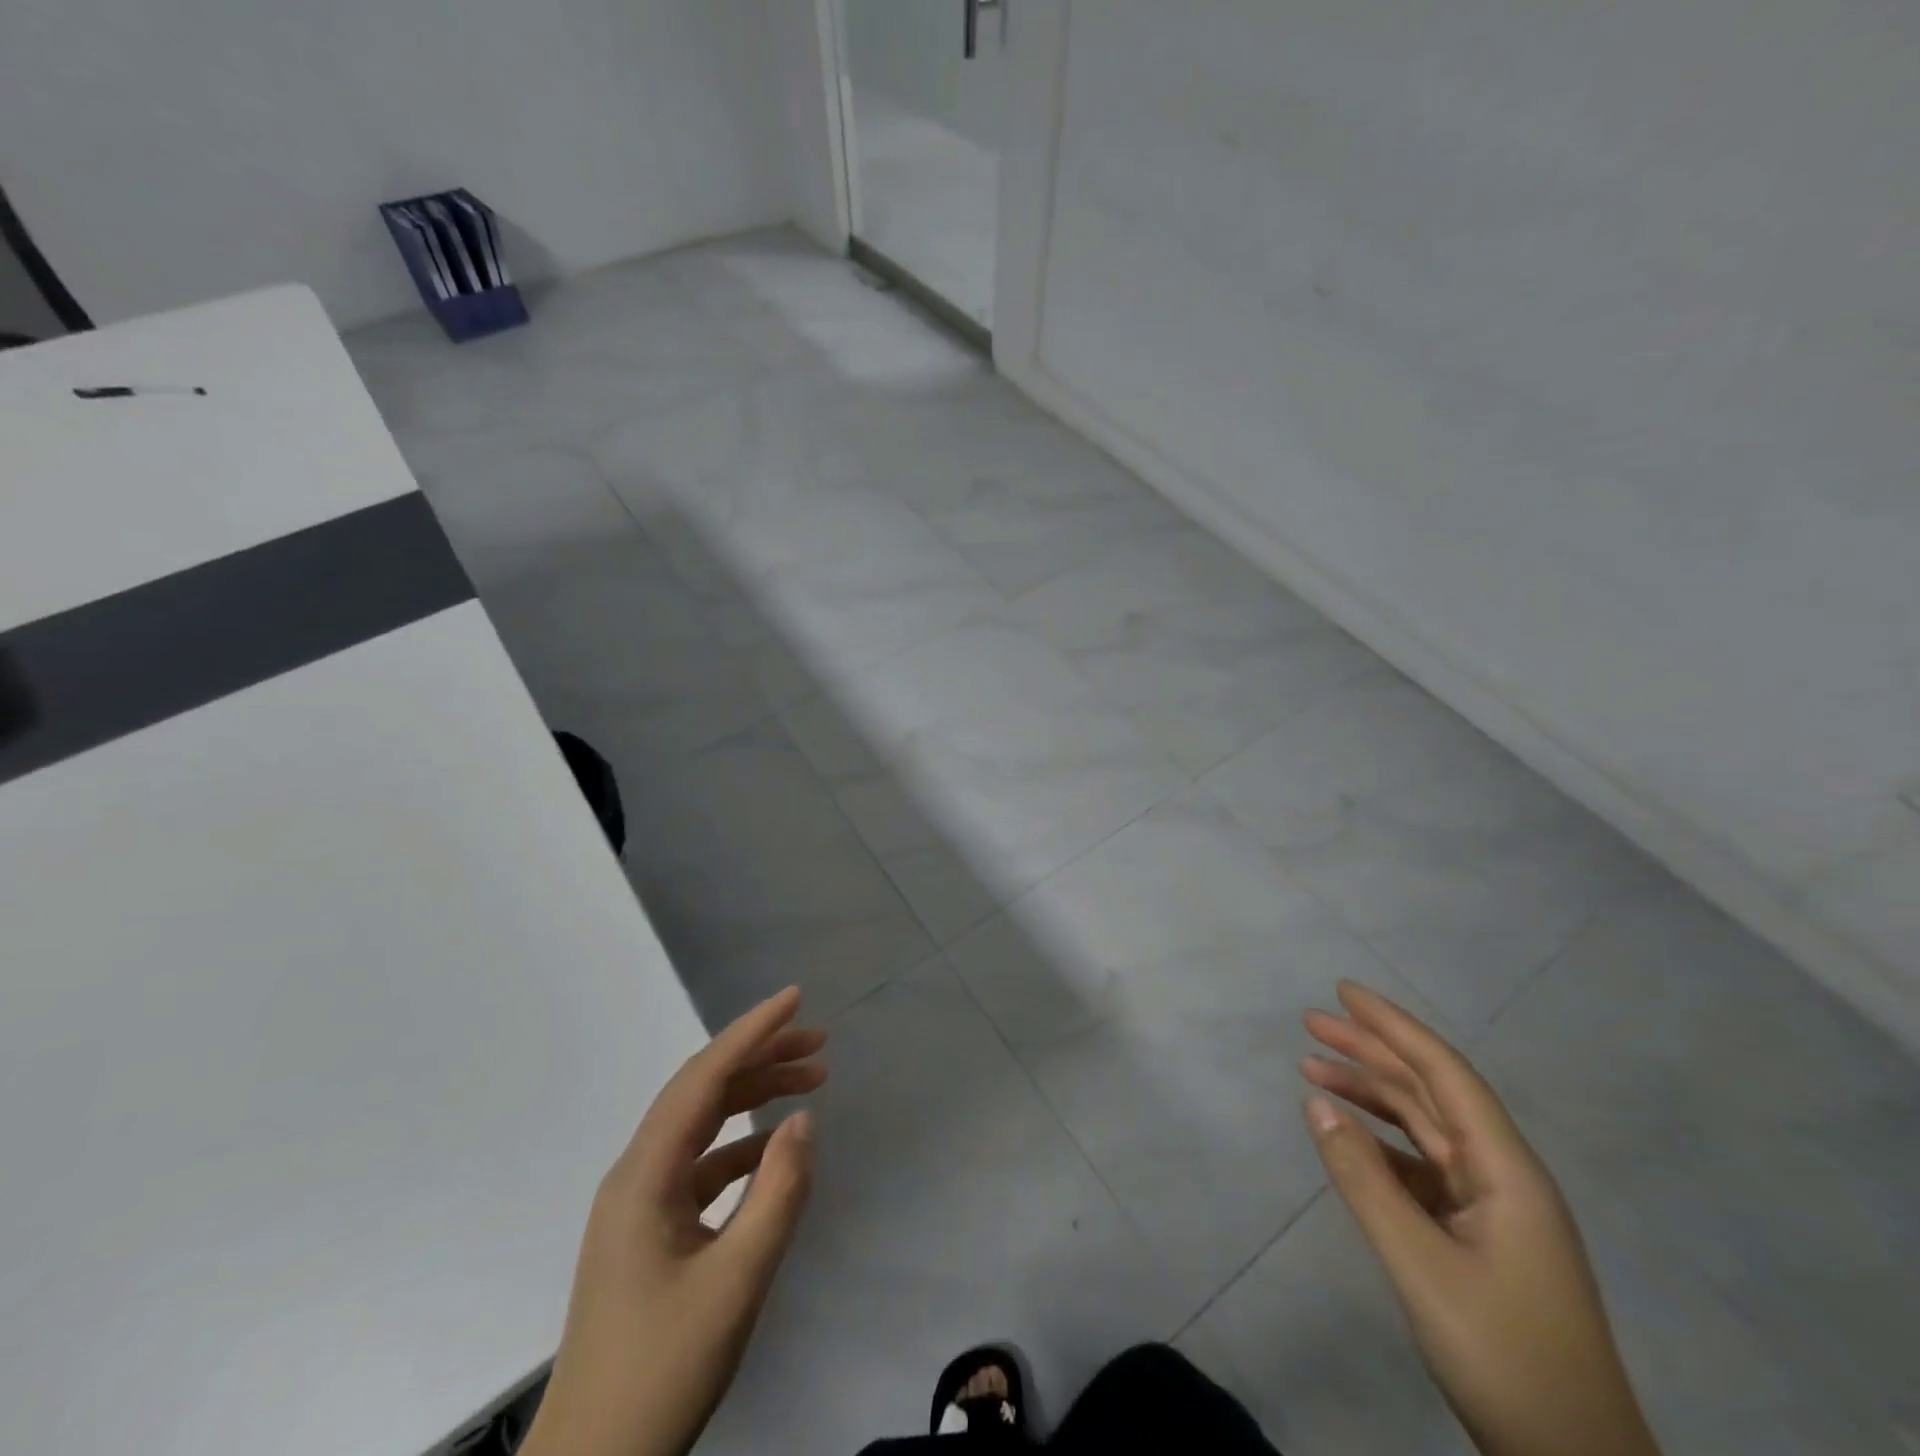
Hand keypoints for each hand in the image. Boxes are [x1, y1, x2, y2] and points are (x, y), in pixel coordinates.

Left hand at [522, 988, 826, 1455]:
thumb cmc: (661, 1371)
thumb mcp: (736, 1283)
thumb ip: (777, 1194)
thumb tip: (803, 1120)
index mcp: (644, 1176)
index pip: (703, 1079)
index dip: (751, 1032)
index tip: (795, 999)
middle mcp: (636, 1175)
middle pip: (702, 1092)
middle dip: (760, 1057)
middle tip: (819, 1043)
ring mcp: (640, 1204)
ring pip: (703, 1126)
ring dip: (754, 1097)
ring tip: (811, 1081)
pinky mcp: (651, 1232)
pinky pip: (702, 1165)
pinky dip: (743, 1146)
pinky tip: (777, 1148)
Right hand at [1300, 982, 1659, 1455]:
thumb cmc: (1504, 1357)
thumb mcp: (1421, 1266)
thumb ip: (1364, 1180)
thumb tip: (1316, 1103)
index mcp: (1507, 1171)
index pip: (1444, 1074)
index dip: (1394, 1027)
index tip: (1344, 991)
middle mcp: (1502, 1175)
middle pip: (1430, 1092)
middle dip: (1371, 1051)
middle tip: (1311, 1022)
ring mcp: (1491, 1208)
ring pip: (1422, 1127)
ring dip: (1369, 1093)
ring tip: (1312, 1066)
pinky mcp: (1477, 1236)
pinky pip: (1419, 1167)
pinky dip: (1378, 1142)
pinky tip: (1344, 1135)